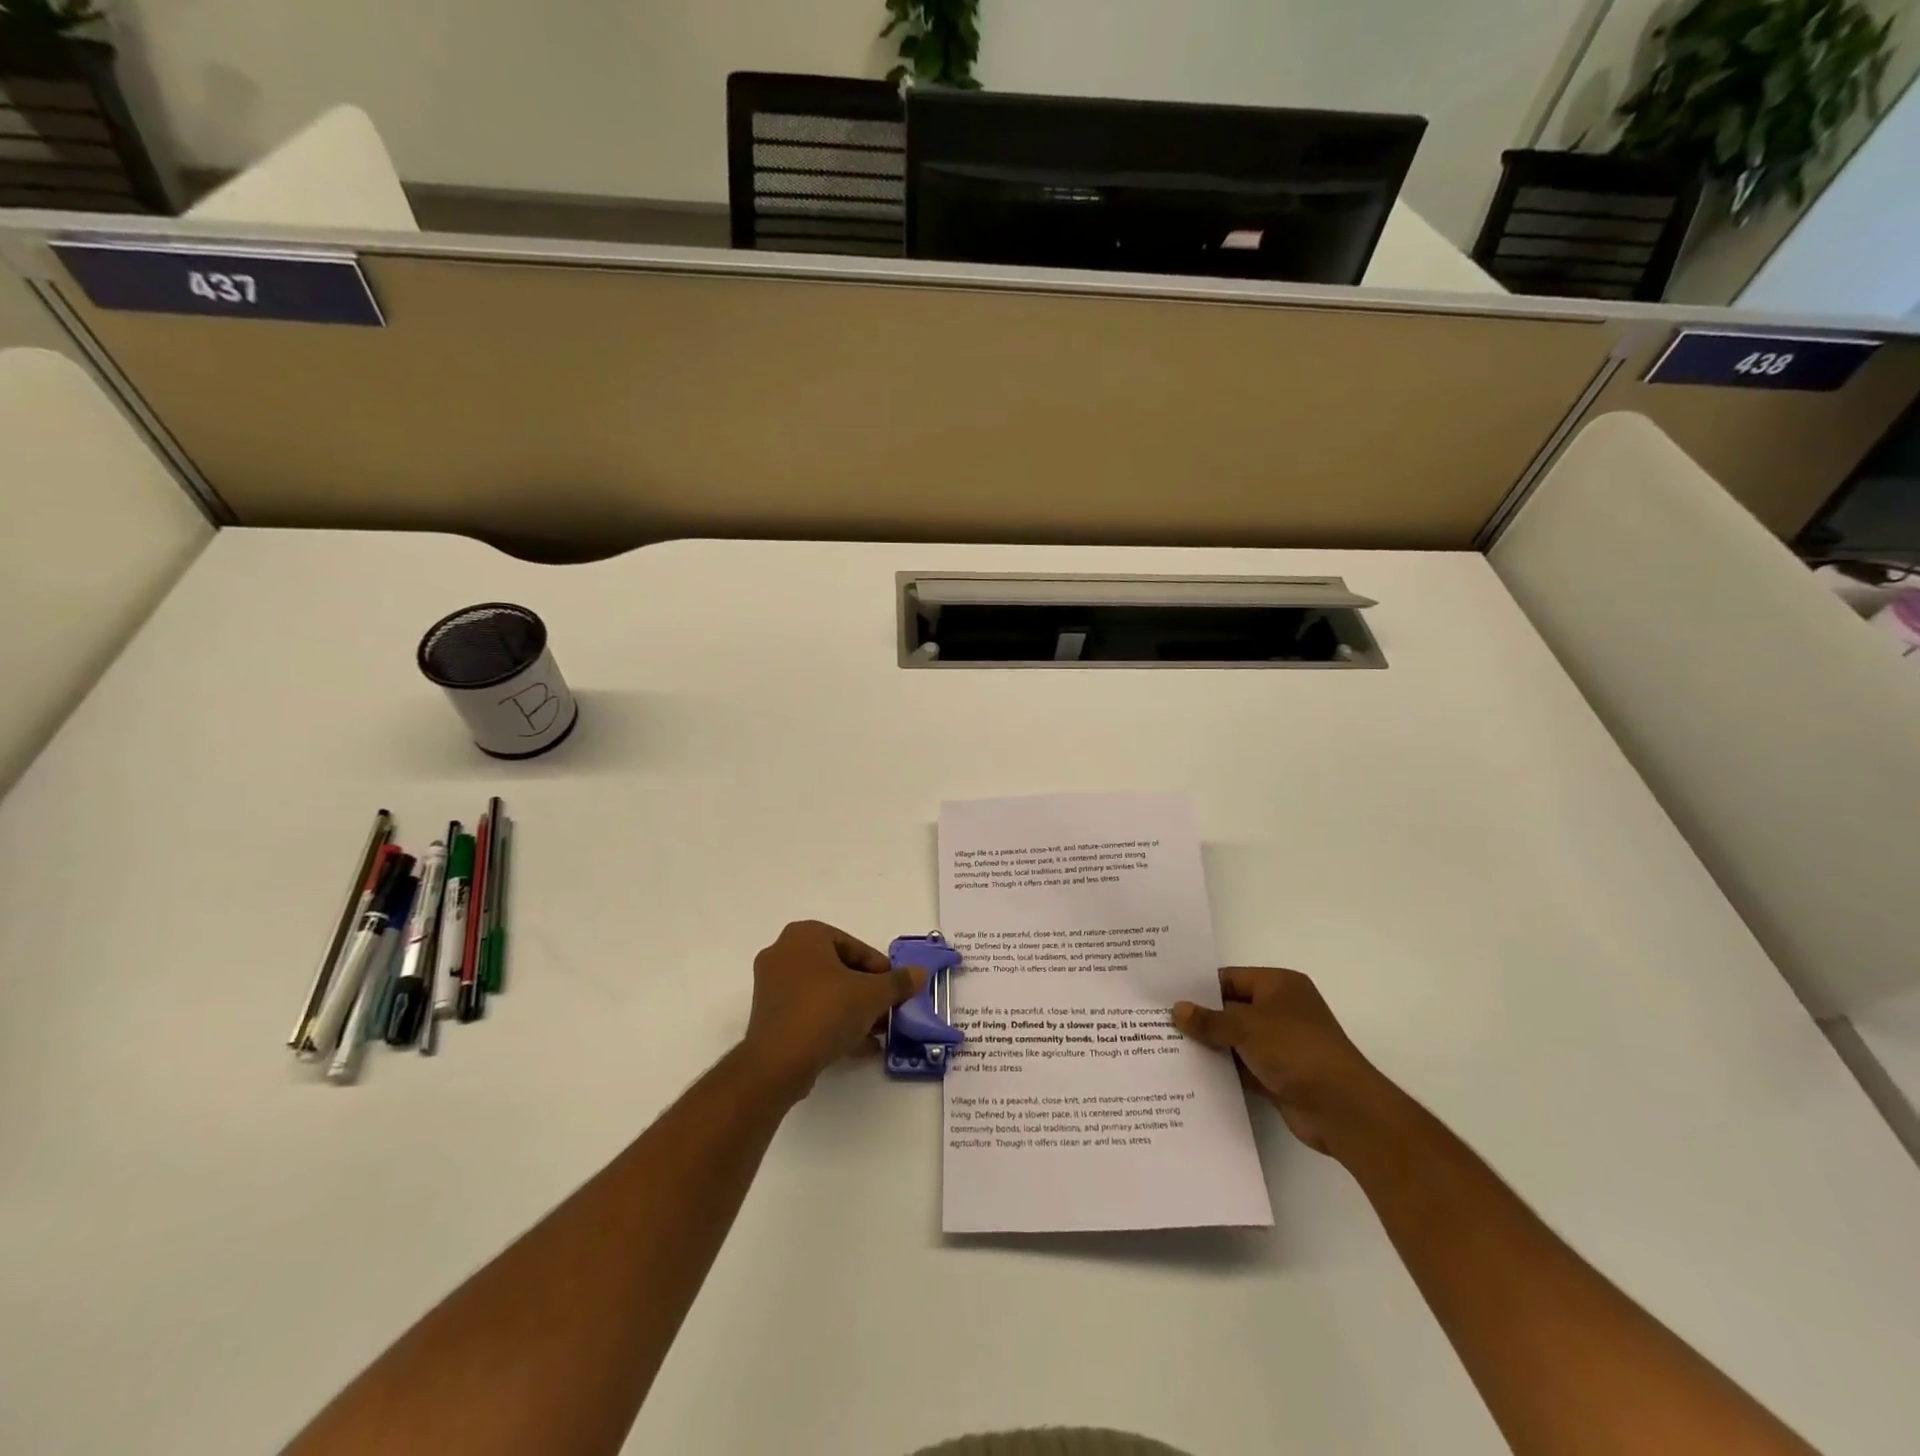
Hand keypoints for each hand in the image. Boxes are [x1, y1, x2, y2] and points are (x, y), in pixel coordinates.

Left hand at [741, 921, 925, 1094]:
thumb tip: (919, 973)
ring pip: (825, 993)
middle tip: (888, 1010)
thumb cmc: (826, 1012)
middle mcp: (784, 953)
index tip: (896, 990)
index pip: (854, 947)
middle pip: (839, 969)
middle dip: (867, 992)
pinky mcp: (769, 1016)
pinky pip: (809, 1012)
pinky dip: (834, 1024)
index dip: (881, 970)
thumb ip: (897, 982)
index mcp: (805, 935)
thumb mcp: (871, 995)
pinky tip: (860, 1047)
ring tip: (879, 1032)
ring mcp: (772, 985)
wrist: (778, 1063)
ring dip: (853, 1010)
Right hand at [1174, 968, 1393, 1155]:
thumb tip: (1177, 1010)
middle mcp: (1281, 1010)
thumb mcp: (1246, 1027)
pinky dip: (1223, 1069)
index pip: (1230, 978)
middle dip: (1201, 1017)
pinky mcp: (1278, 1075)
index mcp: (1279, 985)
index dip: (1200, 987)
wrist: (1342, 1108)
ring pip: (1235, 1040)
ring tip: (1167, 1046)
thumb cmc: (1295, 1050)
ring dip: (1210, 1045)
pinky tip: (1191, 1073)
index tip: (1166, 995)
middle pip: (1231, 1009)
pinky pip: (1242, 1066)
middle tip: (1159, 1021)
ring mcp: (1280, 1044)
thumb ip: (1210, 1019)